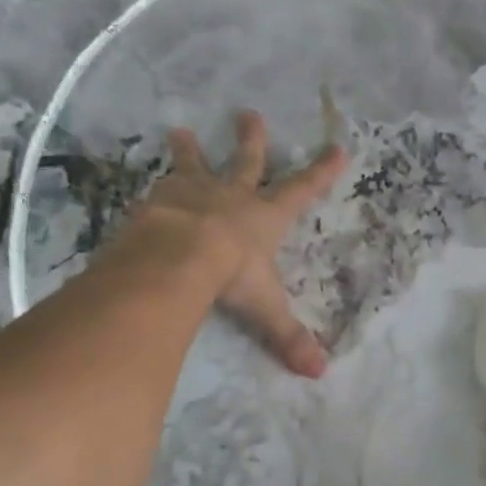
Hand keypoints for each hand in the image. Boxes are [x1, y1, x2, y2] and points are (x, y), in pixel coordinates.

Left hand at [138, 110, 346, 376]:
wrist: (179, 254)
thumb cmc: (232, 275)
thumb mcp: (265, 309)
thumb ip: (288, 338)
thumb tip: (319, 372)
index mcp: (265, 218)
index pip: (302, 191)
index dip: (321, 172)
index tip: (338, 148)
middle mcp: (233, 197)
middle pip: (247, 163)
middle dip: (252, 140)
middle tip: (249, 113)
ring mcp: (194, 193)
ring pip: (196, 165)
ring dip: (191, 149)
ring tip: (181, 129)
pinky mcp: (160, 199)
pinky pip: (161, 186)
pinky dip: (158, 181)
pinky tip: (148, 181)